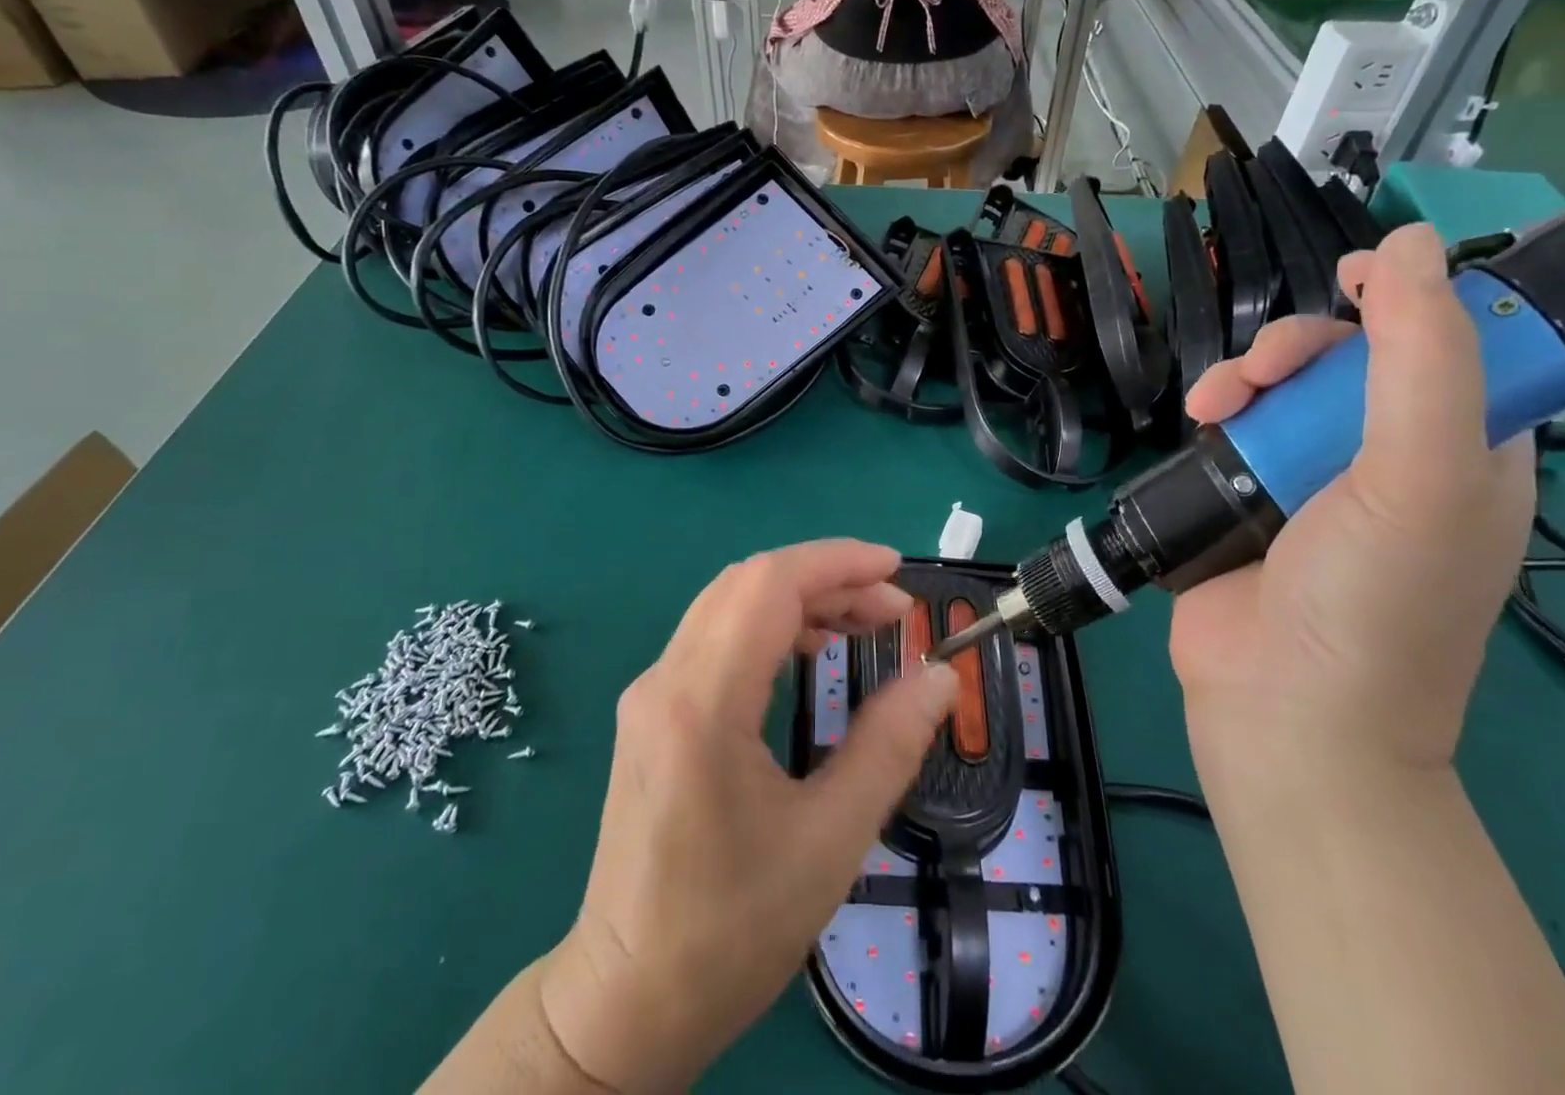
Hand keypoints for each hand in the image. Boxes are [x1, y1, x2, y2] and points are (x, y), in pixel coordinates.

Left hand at [541, 542, 959, 1092]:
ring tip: (863, 623)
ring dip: (800, 598)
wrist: (625, 1002)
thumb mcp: (830, 841)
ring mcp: (651, 693)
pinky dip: (771, 625)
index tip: (897, 571)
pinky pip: (716, 636)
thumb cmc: (731, 930)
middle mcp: (665, 679)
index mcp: (701, 703)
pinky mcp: (653, 711)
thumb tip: (939, 676)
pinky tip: (810, 650)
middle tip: (893, 608)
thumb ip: (890, 745)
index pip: (768, 585)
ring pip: (730, 604)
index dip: (837, 562)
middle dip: (827, 578)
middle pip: (749, 584)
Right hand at [1170, 224, 1534, 773]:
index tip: (1351, 278)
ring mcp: (1311, 479)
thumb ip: (1422, 357)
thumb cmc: (1372, 599)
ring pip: (1280, 388)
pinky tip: (1197, 419)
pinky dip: (1216, 410)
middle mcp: (1390, 460)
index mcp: (1464, 454)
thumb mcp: (1421, 475)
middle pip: (1348, 361)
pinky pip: (1234, 425)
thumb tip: (1403, 245)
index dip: (1406, 302)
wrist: (1281, 706)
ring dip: (1244, 376)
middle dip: (1300, 347)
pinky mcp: (1246, 495)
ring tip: (1213, 402)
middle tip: (1261, 369)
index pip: (1450, 348)